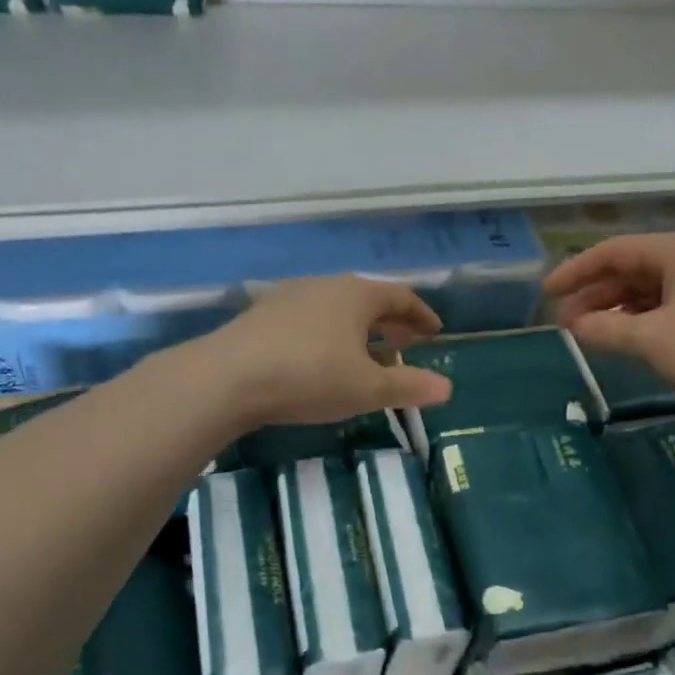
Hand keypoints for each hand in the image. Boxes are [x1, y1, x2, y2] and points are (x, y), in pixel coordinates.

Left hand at [199, 275, 453, 428]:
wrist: (227, 377)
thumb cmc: (309, 377)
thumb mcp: (366, 389)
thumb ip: (408, 386)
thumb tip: (447, 388)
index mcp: (356, 295)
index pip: (400, 296)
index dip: (421, 314)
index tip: (435, 331)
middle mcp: (325, 286)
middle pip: (367, 298)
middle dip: (390, 320)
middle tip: (405, 341)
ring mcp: (289, 297)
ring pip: (336, 307)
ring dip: (358, 328)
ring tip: (365, 352)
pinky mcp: (262, 315)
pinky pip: (309, 318)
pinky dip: (328, 333)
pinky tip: (321, 356)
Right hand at [546, 231, 674, 415]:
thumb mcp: (650, 339)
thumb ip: (605, 330)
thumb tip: (572, 326)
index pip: (616, 251)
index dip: (577, 270)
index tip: (548, 293)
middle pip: (634, 269)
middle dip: (596, 294)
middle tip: (565, 321)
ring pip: (652, 289)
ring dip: (618, 309)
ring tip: (588, 332)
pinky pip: (671, 304)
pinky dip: (643, 319)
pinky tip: (625, 337)